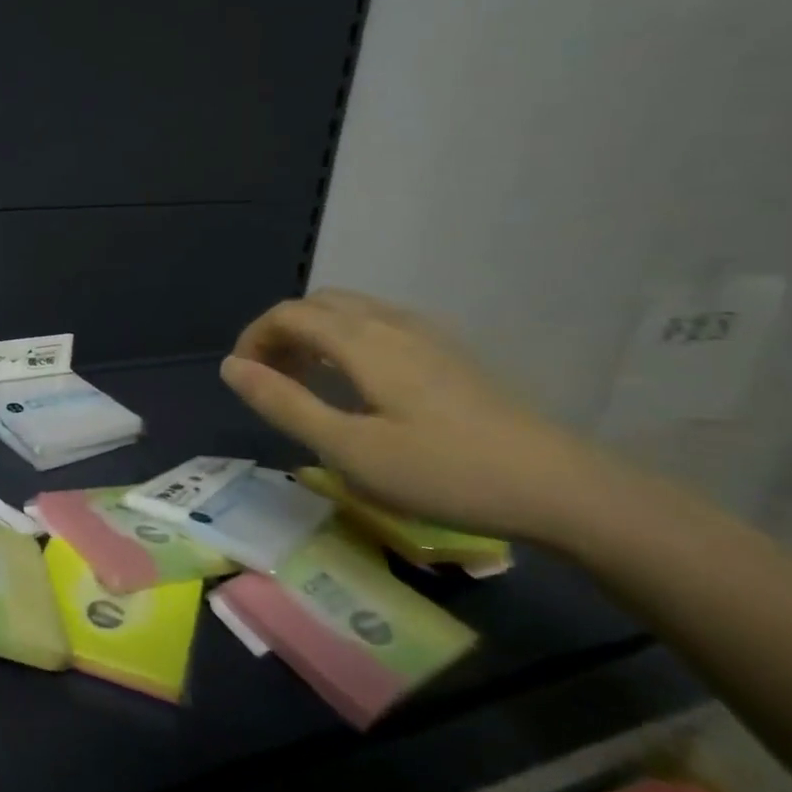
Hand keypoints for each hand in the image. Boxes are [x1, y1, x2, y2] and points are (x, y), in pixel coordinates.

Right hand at [220, 289, 625, 543]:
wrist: (559, 487)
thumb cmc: (443, 471)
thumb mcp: (348, 449)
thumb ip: (284, 403)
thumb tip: (231, 367)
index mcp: (362, 340)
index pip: (289, 314)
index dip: (254, 338)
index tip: (242, 379)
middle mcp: (391, 323)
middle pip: (318, 305)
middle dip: (281, 334)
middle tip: (270, 382)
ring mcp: (426, 335)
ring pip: (351, 312)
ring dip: (314, 336)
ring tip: (306, 384)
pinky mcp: (449, 354)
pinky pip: (378, 326)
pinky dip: (346, 341)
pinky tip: (357, 386)